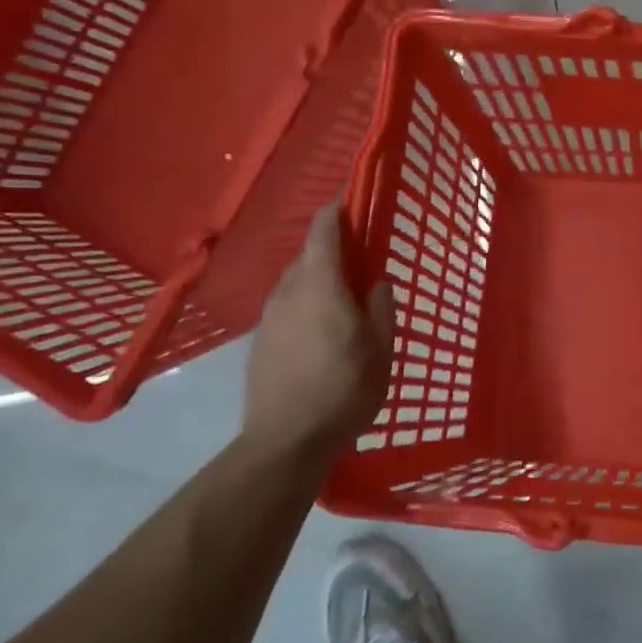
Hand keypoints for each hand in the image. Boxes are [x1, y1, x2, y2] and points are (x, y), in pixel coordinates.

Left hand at [242, 207, 392, 462]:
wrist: (286, 441)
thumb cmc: (344, 391)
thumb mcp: (381, 350)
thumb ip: (381, 309)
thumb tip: (378, 282)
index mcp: (321, 286)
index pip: (324, 230)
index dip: (339, 210)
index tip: (355, 201)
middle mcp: (289, 291)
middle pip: (308, 254)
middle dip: (333, 249)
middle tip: (362, 261)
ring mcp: (269, 316)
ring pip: (295, 281)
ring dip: (318, 278)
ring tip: (344, 299)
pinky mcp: (260, 340)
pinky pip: (286, 306)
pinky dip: (305, 303)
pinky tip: (321, 331)